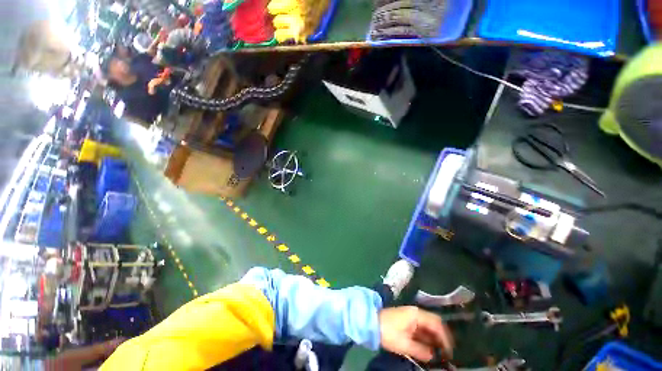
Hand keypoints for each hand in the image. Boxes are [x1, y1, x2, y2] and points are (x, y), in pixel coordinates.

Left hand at [379, 306, 453, 361]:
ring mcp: (411, 317)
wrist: (371, 322)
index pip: (436, 323)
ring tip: (440, 354)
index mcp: (416, 314)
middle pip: (434, 324)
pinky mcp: (406, 322)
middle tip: (447, 353)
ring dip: (434, 339)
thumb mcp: (404, 343)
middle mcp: (415, 313)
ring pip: (428, 328)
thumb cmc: (388, 331)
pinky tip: (429, 349)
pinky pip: (421, 330)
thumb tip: (434, 356)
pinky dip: (426, 339)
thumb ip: (421, 350)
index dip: (445, 337)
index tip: (450, 351)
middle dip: (441, 338)